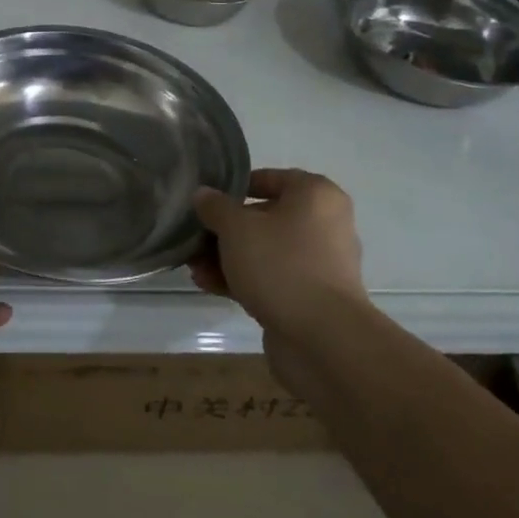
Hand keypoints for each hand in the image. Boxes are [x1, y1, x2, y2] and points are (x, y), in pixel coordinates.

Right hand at [190, 168, 364, 337]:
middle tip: (195, 237)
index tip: (207, 199)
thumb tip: (204, 194)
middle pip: (264, 217)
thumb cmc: (281, 264)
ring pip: (264, 251)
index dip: (235, 187)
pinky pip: (271, 278)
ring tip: (194, 268)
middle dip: (225, 230)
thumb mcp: (236, 228)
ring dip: (227, 258)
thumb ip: (215, 207)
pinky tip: (209, 285)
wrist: (323, 339)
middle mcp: (323, 225)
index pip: (270, 178)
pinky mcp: (311, 297)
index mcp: (316, 196)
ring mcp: (319, 264)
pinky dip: (242, 279)